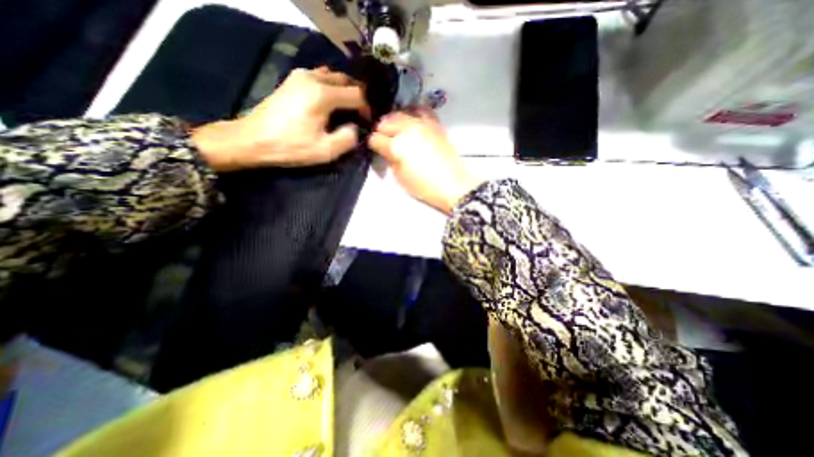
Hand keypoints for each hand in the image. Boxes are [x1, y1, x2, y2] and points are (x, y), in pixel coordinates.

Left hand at [191, 69, 369, 172]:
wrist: (253, 139)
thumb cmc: (291, 147)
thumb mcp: (326, 151)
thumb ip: (348, 139)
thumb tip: (354, 128)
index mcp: (323, 95)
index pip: (357, 94)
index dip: (366, 108)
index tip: (367, 122)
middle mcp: (313, 77)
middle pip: (346, 80)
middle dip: (358, 96)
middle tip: (361, 114)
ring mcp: (301, 75)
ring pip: (333, 76)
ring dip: (345, 89)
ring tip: (349, 108)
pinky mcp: (293, 79)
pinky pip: (321, 76)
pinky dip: (332, 86)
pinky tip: (332, 101)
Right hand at [369, 108, 480, 213]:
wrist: (452, 184)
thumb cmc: (424, 186)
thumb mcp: (400, 177)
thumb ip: (390, 160)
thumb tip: (386, 150)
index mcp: (397, 146)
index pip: (376, 138)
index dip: (373, 143)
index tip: (374, 146)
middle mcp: (408, 129)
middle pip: (387, 121)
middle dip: (382, 129)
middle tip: (383, 138)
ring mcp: (423, 124)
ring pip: (402, 113)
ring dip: (395, 120)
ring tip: (396, 129)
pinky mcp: (435, 124)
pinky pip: (422, 111)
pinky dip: (414, 113)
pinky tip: (413, 121)